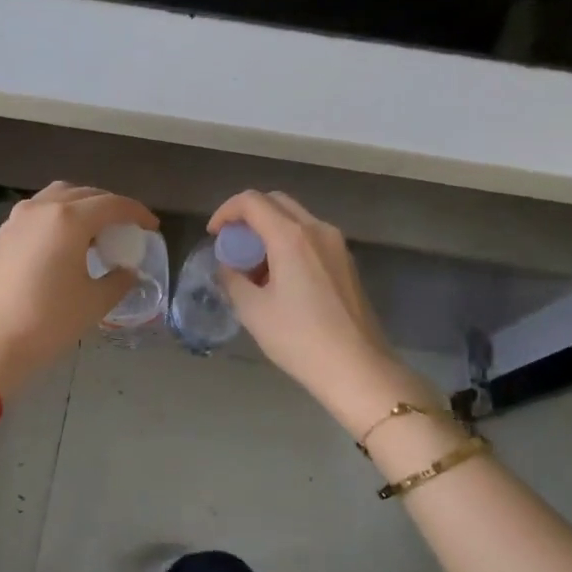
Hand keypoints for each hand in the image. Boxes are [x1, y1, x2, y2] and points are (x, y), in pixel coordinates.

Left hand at [0, 182, 157, 399]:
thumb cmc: (47, 321)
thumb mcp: (94, 303)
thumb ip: (118, 280)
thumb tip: (127, 271)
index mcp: (69, 219)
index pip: (112, 204)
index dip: (137, 213)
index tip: (152, 226)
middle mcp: (42, 208)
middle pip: (84, 194)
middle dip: (110, 206)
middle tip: (126, 228)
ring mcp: (17, 219)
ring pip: (57, 197)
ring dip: (81, 206)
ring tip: (95, 231)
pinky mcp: (2, 235)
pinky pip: (38, 212)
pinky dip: (58, 216)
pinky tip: (64, 243)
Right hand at [208, 190, 441, 433]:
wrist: (357, 369)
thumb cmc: (299, 339)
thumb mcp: (253, 311)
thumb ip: (232, 279)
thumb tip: (228, 266)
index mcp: (291, 236)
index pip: (251, 202)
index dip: (225, 212)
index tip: (213, 236)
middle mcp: (317, 230)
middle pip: (276, 202)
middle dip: (248, 216)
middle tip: (232, 245)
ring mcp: (337, 245)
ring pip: (296, 219)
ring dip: (269, 230)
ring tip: (254, 266)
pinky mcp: (347, 263)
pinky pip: (311, 237)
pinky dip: (289, 243)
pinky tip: (280, 277)